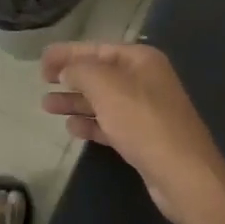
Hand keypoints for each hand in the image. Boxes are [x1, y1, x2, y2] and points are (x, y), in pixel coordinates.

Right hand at [41, 42, 224, 223]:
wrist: (183, 175)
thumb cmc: (143, 122)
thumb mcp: (106, 87)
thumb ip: (80, 70)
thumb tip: (66, 70)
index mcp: (141, 59)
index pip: (97, 48)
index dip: (67, 53)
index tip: (41, 62)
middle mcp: (146, 80)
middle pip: (100, 74)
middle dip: (70, 77)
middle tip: (42, 83)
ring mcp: (147, 111)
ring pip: (103, 100)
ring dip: (76, 101)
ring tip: (47, 106)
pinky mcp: (144, 139)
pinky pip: (111, 124)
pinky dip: (91, 123)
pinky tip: (72, 127)